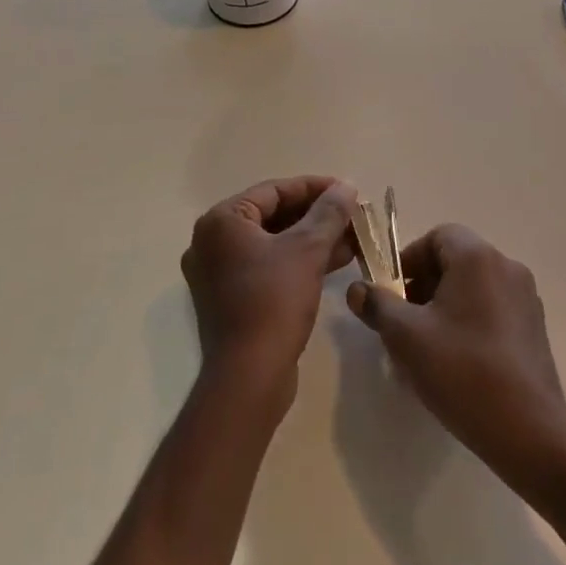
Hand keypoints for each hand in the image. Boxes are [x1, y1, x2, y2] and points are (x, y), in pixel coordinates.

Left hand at [183, 177, 358, 396]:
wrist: (249, 377)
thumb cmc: (273, 302)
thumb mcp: (307, 250)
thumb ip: (328, 213)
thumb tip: (346, 186)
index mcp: (222, 222)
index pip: (273, 191)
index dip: (314, 187)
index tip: (347, 190)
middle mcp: (212, 243)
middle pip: (273, 216)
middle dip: (316, 216)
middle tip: (352, 215)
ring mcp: (219, 274)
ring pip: (273, 244)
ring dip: (312, 239)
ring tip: (353, 239)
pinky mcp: (231, 300)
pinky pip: (268, 267)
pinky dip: (298, 262)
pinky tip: (334, 262)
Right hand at [345, 224, 565, 492]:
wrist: (529, 431)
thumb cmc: (462, 371)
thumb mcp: (406, 337)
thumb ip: (378, 306)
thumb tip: (356, 289)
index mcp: (478, 257)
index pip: (437, 237)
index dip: (409, 260)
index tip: (392, 294)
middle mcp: (506, 267)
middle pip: (455, 261)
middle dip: (423, 285)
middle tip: (404, 323)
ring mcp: (525, 298)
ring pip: (473, 287)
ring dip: (445, 306)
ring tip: (426, 347)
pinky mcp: (534, 328)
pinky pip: (492, 309)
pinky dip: (469, 322)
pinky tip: (456, 363)